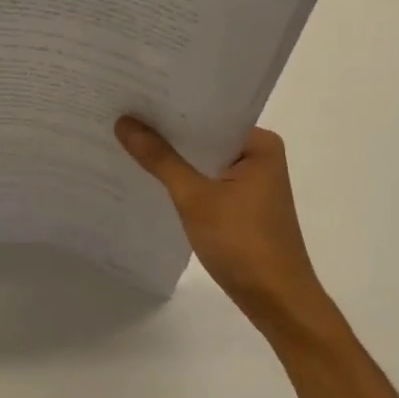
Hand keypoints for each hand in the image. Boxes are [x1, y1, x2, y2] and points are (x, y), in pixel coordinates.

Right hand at [116, 118, 328, 334]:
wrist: (277, 302)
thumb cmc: (243, 243)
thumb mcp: (195, 197)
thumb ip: (160, 159)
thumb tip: (124, 122)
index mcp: (259, 144)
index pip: (209, 113)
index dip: (171, 106)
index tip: (134, 95)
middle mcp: (258, 156)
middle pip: (204, 136)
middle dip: (167, 131)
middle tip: (121, 113)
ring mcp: (250, 182)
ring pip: (202, 160)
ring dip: (172, 156)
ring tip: (126, 138)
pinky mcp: (240, 205)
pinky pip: (205, 180)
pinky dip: (181, 179)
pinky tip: (148, 175)